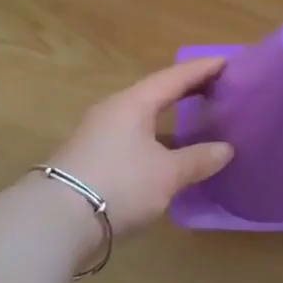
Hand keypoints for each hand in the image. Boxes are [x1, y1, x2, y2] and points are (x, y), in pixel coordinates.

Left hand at [45, 57, 233, 238]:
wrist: (55, 220)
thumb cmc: (119, 184)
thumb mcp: (166, 174)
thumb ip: (197, 159)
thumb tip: (226, 149)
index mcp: (133, 103)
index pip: (173, 78)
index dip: (201, 69)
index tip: (226, 62)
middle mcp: (114, 111)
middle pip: (155, 94)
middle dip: (185, 91)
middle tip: (215, 88)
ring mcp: (98, 135)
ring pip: (142, 118)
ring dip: (169, 119)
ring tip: (196, 122)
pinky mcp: (91, 159)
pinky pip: (132, 139)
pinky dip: (155, 141)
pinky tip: (168, 156)